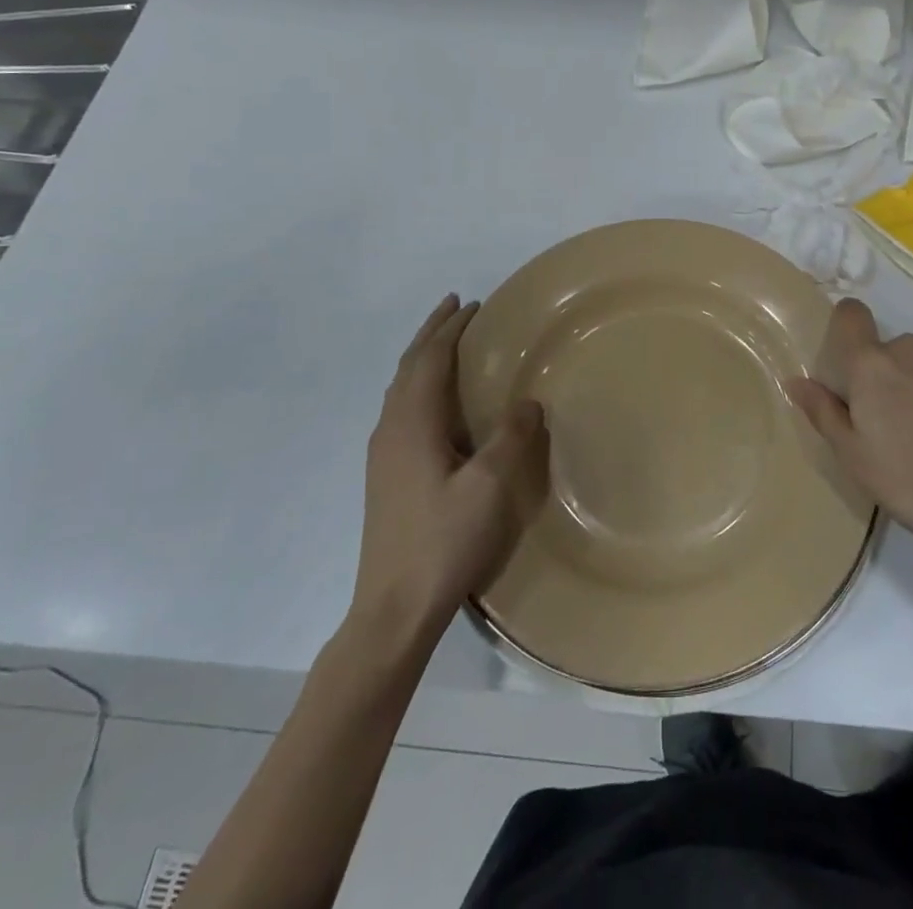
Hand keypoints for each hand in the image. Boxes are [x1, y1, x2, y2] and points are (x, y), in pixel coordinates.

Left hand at [351, 295, 550, 624]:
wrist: (393, 609)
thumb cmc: (443, 541)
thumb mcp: (489, 487)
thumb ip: (510, 438)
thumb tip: (528, 401)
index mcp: (411, 424)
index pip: (429, 359)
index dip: (450, 329)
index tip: (472, 304)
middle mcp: (390, 430)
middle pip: (408, 366)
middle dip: (431, 333)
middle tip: (455, 307)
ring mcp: (383, 455)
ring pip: (401, 388)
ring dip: (423, 357)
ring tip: (445, 344)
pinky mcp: (385, 476)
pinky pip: (401, 409)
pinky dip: (419, 385)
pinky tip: (435, 403)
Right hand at [786, 298, 912, 599]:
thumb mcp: (854, 457)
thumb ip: (823, 413)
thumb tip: (797, 381)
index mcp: (872, 365)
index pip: (851, 314)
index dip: (844, 327)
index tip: (845, 364)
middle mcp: (912, 351)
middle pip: (886, 351)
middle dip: (882, 378)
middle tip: (886, 427)